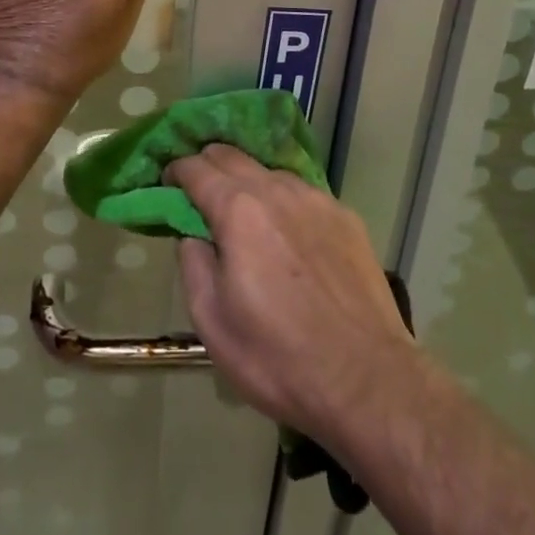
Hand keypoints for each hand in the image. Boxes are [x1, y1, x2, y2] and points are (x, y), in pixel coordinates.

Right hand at [169, 145, 421, 443]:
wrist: (366, 379)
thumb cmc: (278, 358)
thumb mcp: (212, 323)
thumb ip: (193, 264)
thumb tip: (192, 234)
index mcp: (238, 210)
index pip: (196, 168)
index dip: (176, 170)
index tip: (167, 182)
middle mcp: (276, 189)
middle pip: (232, 155)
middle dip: (208, 164)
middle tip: (198, 190)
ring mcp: (315, 198)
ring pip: (269, 171)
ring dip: (248, 181)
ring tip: (245, 213)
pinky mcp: (344, 214)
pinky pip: (302, 193)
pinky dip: (283, 200)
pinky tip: (288, 232)